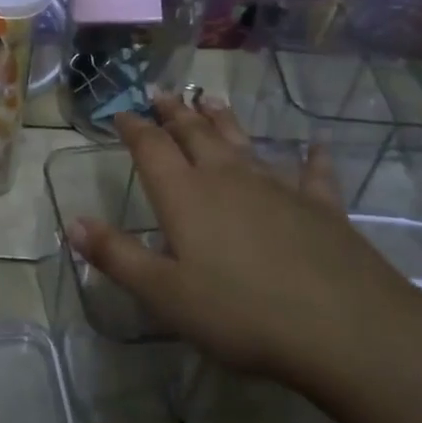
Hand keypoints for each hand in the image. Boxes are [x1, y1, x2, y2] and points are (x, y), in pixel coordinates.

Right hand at [65, 97, 421, 393]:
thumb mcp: (164, 293)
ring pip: (243, 142)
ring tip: (211, 99)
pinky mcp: (322, 207)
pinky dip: (311, 158)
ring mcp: (278, 188)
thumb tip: (74, 223)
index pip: (151, 147)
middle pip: (195, 134)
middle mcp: (227, 178)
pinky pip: (313, 174)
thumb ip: (117, 256)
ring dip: (224, 120)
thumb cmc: (241, 313)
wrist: (347, 330)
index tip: (121, 112)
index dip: (133, 127)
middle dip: (174, 112)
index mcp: (185, 195)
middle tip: (162, 92)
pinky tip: (315, 146)